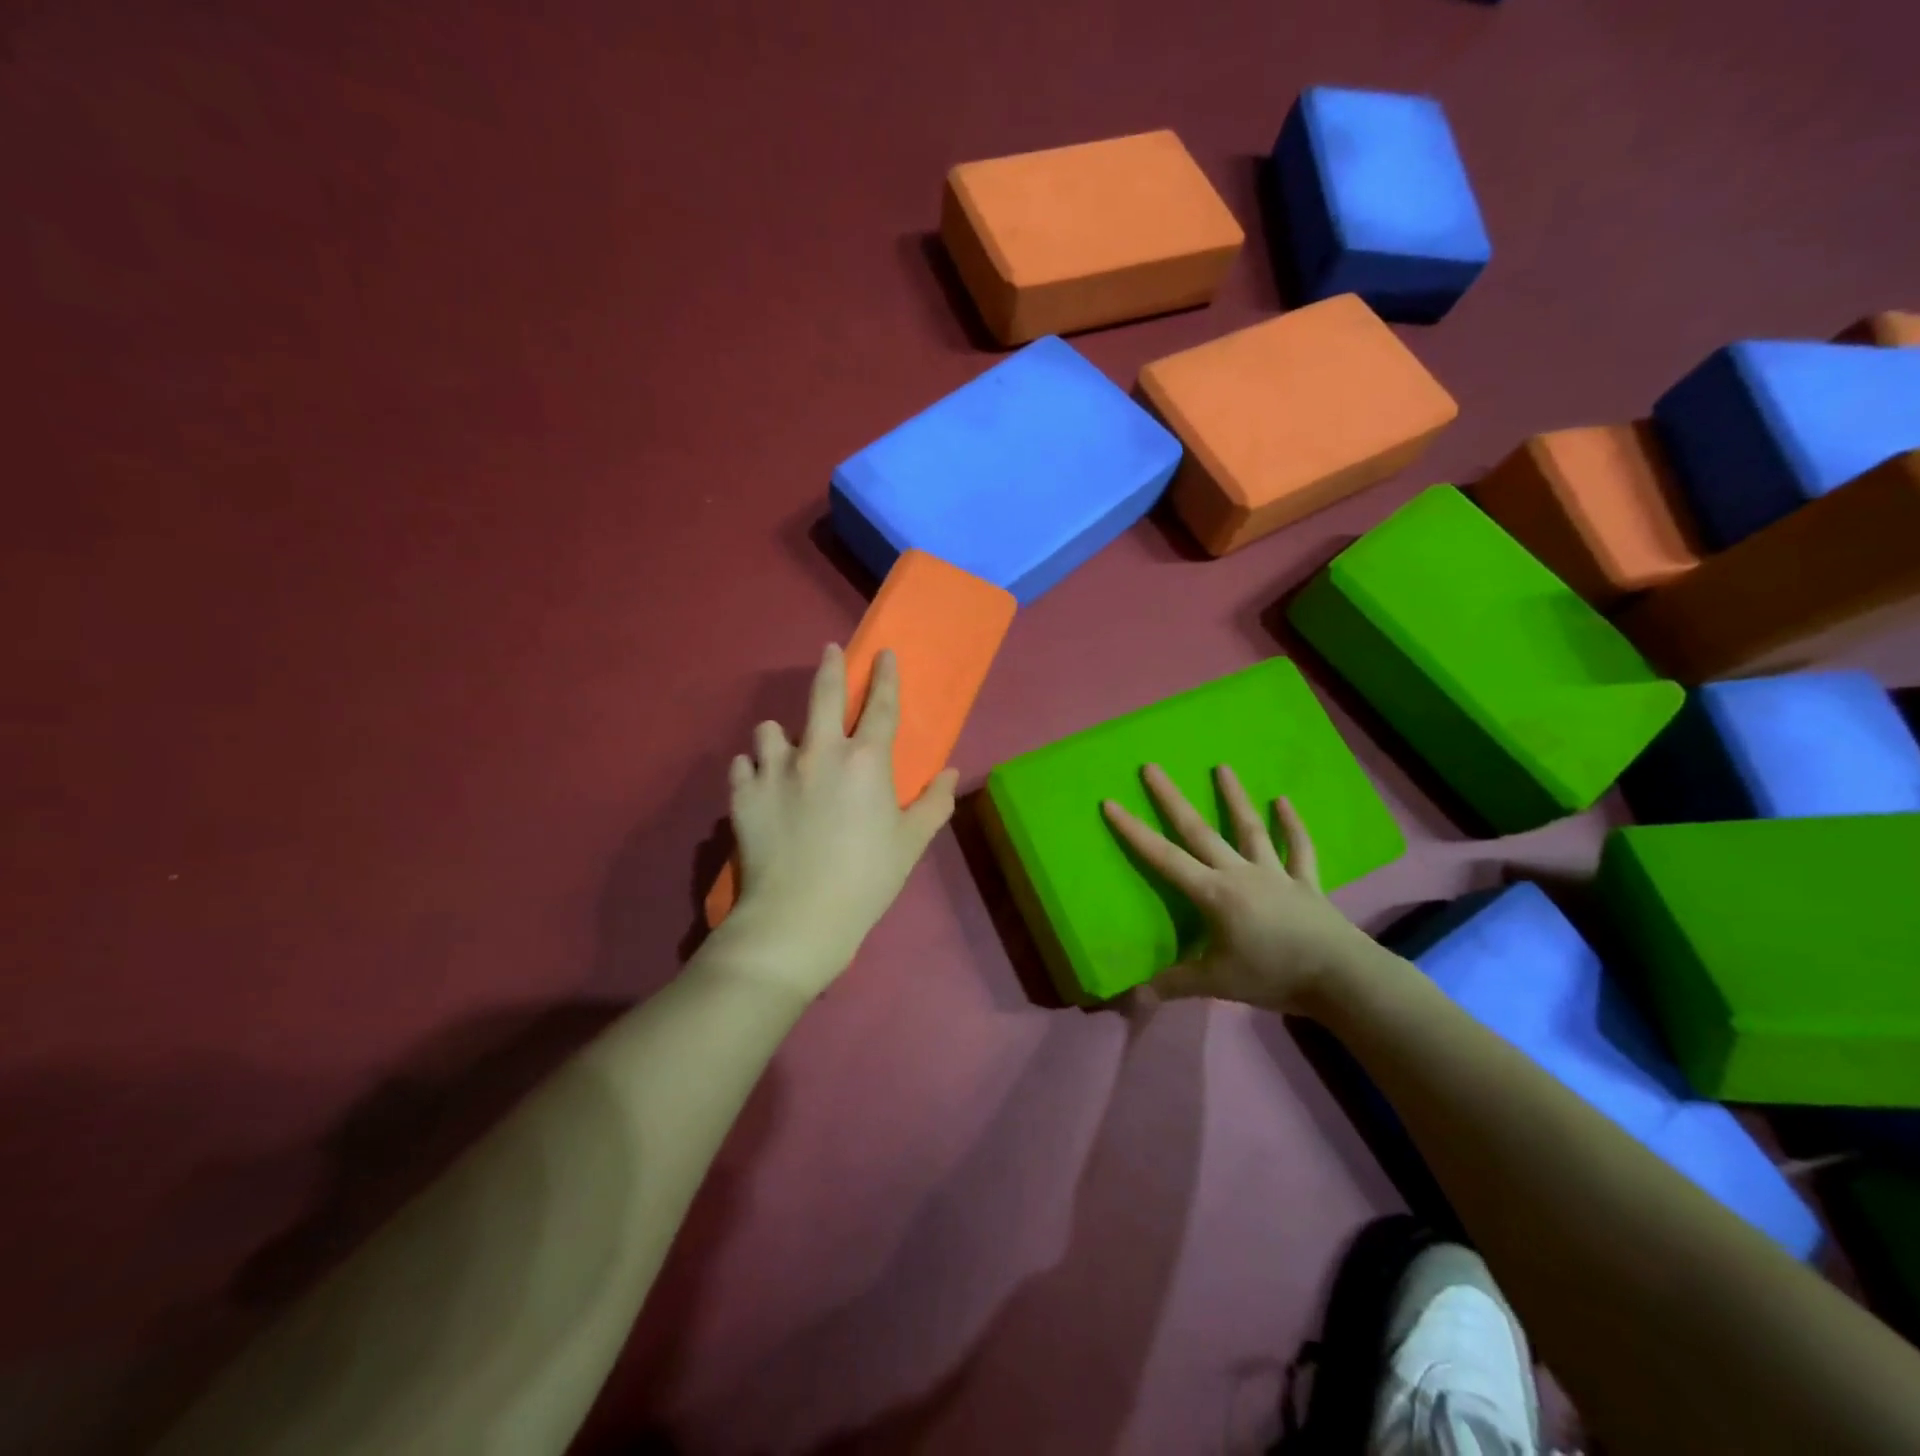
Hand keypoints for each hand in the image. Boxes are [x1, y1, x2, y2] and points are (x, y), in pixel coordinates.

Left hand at [719, 643, 957, 998]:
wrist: (798, 918)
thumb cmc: (866, 880)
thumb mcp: (911, 844)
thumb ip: (935, 803)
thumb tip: (949, 772)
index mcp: (866, 761)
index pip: (881, 706)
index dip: (886, 677)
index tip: (884, 653)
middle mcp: (820, 752)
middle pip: (824, 695)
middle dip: (830, 667)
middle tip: (830, 651)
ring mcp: (776, 770)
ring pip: (770, 729)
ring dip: (780, 734)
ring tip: (784, 748)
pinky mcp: (743, 794)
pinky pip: (743, 765)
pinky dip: (752, 769)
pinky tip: (758, 783)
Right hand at [1101, 763, 1377, 1012]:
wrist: (1341, 978)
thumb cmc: (1273, 976)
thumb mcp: (1217, 984)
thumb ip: (1174, 984)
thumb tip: (1131, 997)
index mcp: (1214, 894)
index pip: (1164, 858)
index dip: (1134, 832)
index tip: (1111, 803)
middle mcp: (1240, 873)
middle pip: (1200, 830)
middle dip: (1172, 799)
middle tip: (1152, 767)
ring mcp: (1275, 873)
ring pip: (1250, 829)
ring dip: (1235, 797)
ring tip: (1222, 767)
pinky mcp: (1306, 882)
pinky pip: (1299, 849)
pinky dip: (1292, 825)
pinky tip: (1284, 801)